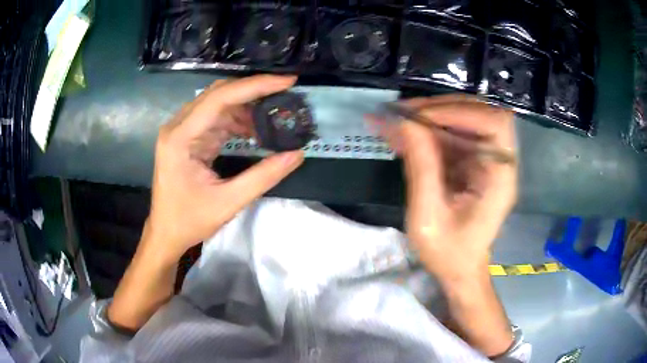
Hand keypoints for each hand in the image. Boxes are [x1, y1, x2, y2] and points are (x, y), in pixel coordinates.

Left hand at [146, 75, 304, 262]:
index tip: (287, 81)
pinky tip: (254, 130)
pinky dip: (237, 120)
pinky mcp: (187, 137)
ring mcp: (181, 130)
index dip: (255, 85)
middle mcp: (178, 126)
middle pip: (218, 94)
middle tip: (285, 93)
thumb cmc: (189, 220)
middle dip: (253, 91)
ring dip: (246, 106)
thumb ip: (263, 177)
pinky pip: (215, 118)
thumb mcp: (228, 202)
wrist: (166, 233)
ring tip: (273, 115)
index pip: (220, 97)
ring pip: (218, 103)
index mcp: (181, 137)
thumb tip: (297, 154)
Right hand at [384, 96, 516, 282]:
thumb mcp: (428, 217)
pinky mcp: (472, 161)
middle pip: (479, 113)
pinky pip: (451, 135)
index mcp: (500, 177)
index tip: (420, 117)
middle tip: (403, 112)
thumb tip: (405, 122)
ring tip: (394, 121)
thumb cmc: (448, 253)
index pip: (494, 123)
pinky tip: (400, 134)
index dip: (460, 112)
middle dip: (440, 108)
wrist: (459, 268)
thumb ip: (421, 167)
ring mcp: (485, 159)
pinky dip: (425, 131)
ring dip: (428, 116)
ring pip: (462, 120)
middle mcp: (498, 162)